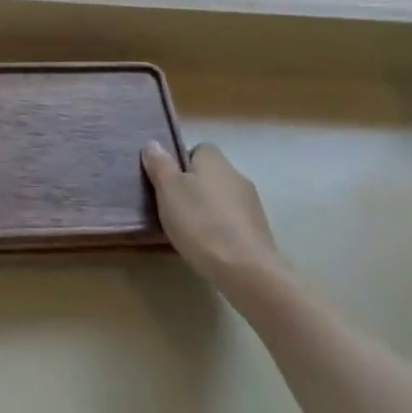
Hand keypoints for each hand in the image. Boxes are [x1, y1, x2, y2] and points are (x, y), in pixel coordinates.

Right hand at [141, 141, 281, 286]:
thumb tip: (153, 144)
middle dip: (193, 189)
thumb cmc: (200, 221)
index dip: (180, 164)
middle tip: (173, 208)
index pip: (197, 150)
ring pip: (221, 199)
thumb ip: (159, 164)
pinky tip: (209, 247)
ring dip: (207, 210)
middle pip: (209, 175)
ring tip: (189, 231)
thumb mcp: (168, 189)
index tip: (167, 184)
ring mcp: (251, 203)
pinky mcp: (259, 230)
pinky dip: (221, 229)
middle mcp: (236, 174)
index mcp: (214, 159)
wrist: (245, 268)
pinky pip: (233, 222)